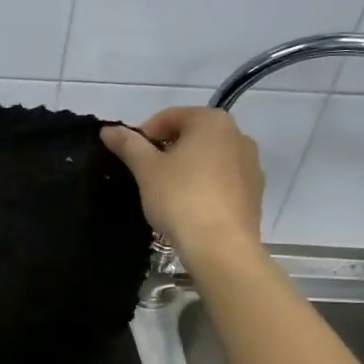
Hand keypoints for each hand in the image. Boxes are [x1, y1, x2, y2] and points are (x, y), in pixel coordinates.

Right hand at [101, 108, 265, 259]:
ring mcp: (251, 164)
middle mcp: (238, 135)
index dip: (144, 135)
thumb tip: (107, 129)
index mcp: (213, 121)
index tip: (130, 157)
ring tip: (166, 192)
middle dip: (166, 150)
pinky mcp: (255, 192)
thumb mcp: (146, 169)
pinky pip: (222, 179)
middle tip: (146, 175)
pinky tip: (189, 206)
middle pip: (191, 135)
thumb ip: (127, 144)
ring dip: (185, 167)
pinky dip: (204, 185)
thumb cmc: (180, 198)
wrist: (221, 246)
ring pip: (208, 158)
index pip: (169, 117)